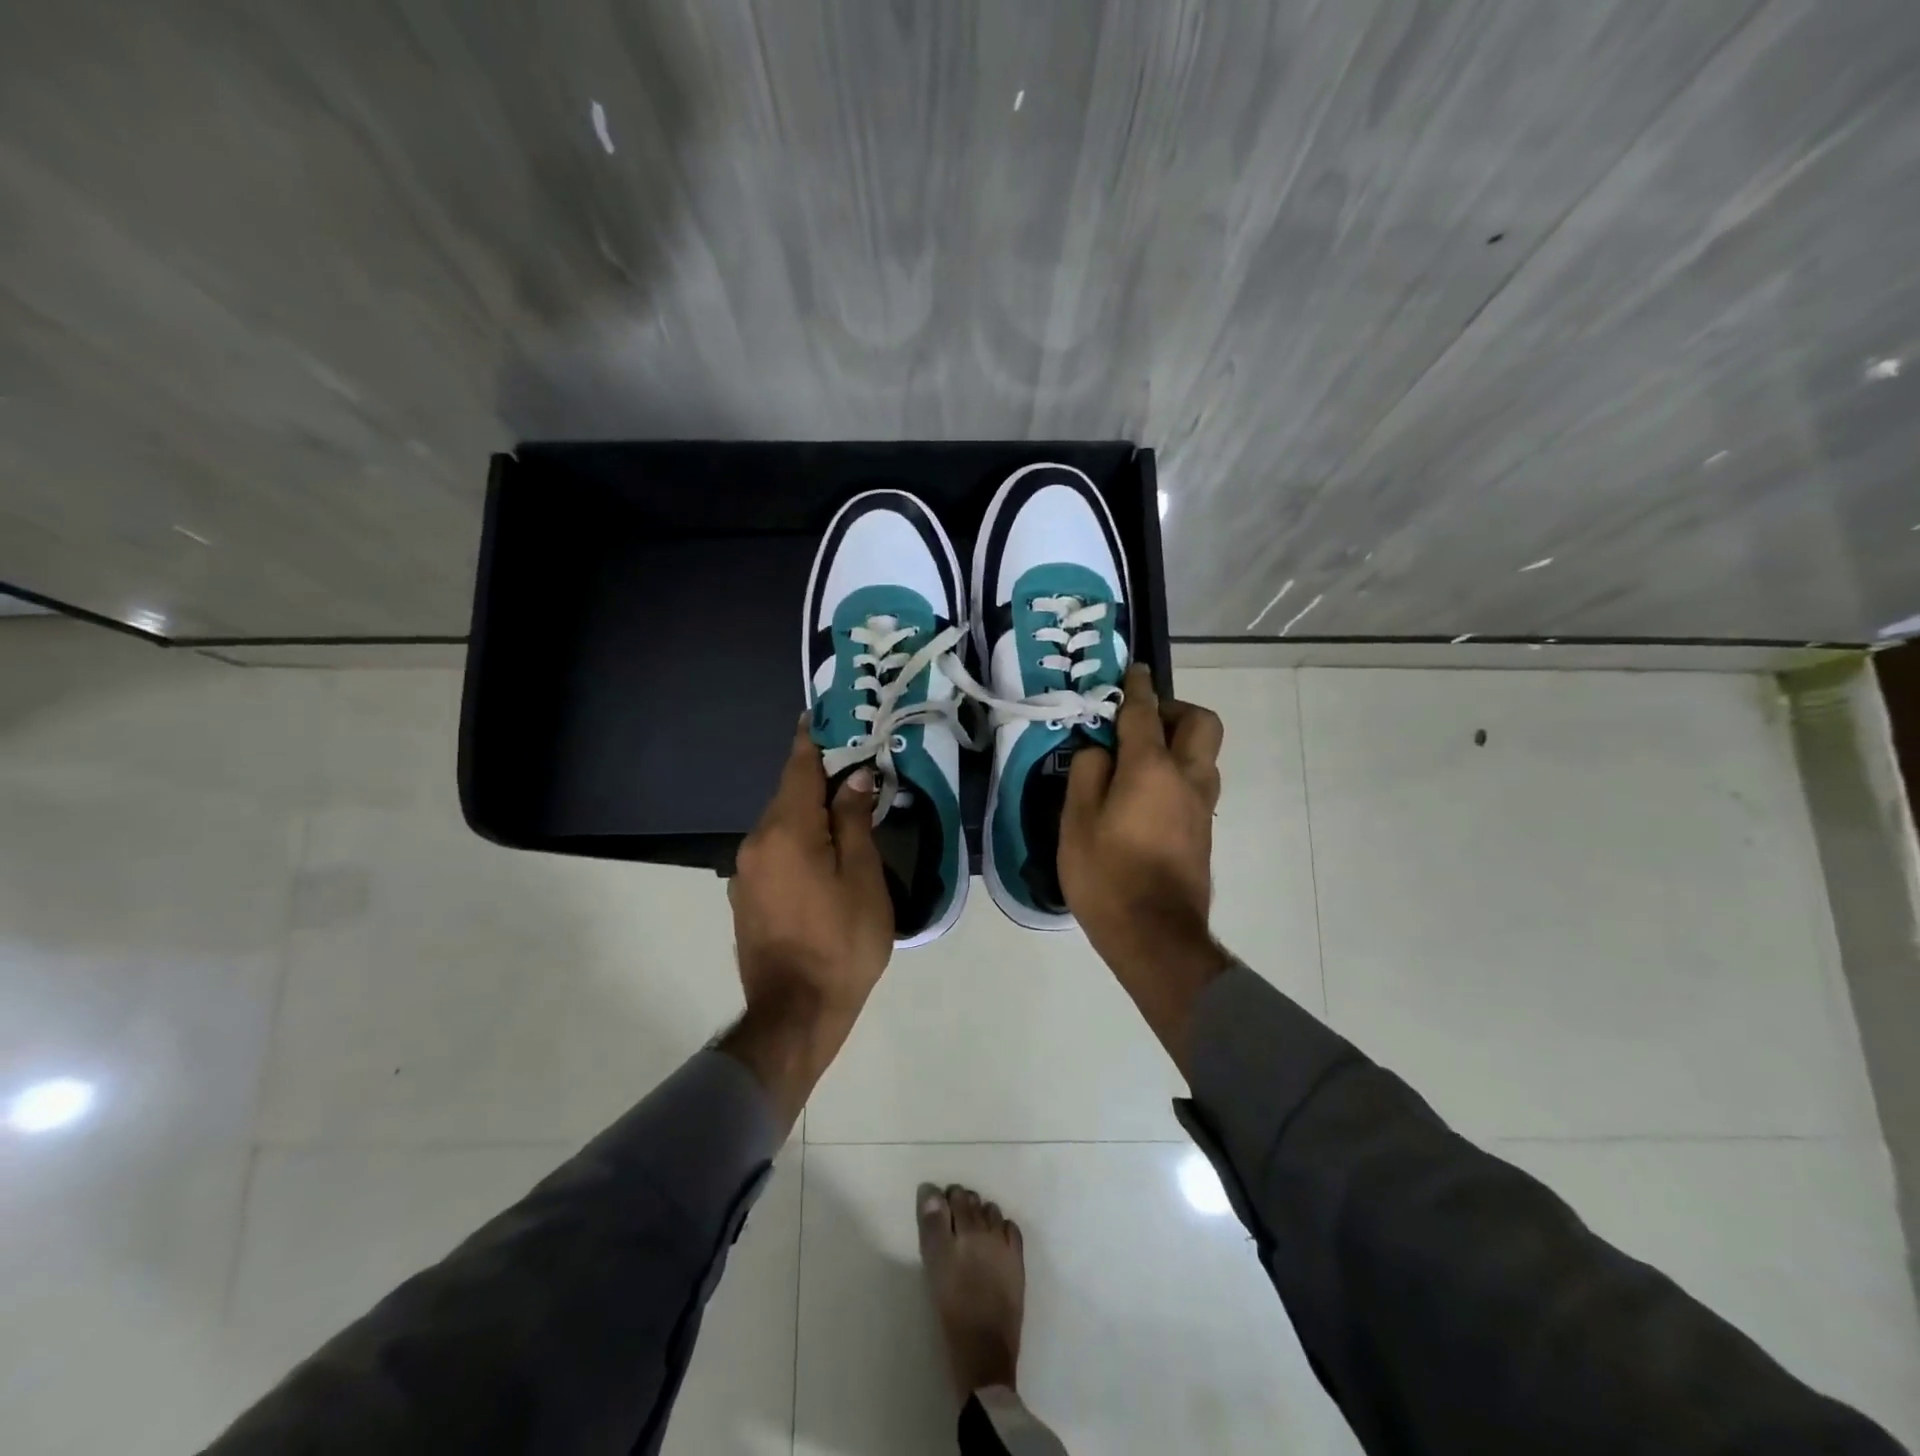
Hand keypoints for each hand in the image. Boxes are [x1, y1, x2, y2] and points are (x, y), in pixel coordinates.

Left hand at [720, 717, 892, 1126]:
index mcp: (786, 832)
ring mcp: (747, 871)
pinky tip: (824, 852)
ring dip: (810, 811)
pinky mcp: (748, 896)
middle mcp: (756, 842)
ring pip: (782, 824)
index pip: (798, 767)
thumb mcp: (862, 879)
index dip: (813, 738)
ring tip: (846, 808)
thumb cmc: (841, 943)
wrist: (795, 1014)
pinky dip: (799, 839)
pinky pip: (775, 851)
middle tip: (856, 764)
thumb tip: (854, 778)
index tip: (825, 714)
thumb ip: (854, 822)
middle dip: (820, 777)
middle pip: (789, 794)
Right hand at [1060, 664, 1231, 1068]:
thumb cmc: (1107, 876)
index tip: (1134, 670)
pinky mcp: (1203, 831)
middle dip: (1175, 710)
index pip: (1145, 713)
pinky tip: (1145, 793)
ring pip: (1203, 754)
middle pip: (1201, 723)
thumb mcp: (1075, 822)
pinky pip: (1196, 782)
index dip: (1137, 688)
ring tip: (1137, 759)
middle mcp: (1187, 779)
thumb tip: (1099, 751)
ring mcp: (1201, 807)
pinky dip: (1177, 772)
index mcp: (1152, 769)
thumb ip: (1087, 774)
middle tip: (1140, 722)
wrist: (1155, 936)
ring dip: (1177, 742)